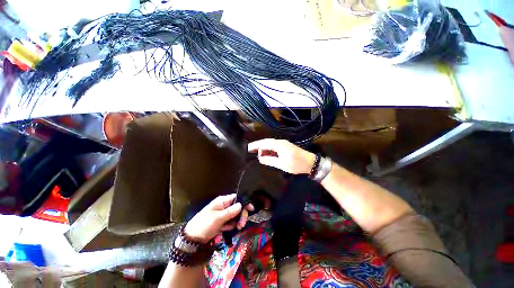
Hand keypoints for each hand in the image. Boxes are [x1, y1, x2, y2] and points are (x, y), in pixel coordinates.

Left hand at [184, 194, 253, 242]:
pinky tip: (225, 229)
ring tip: (236, 228)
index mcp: (222, 201)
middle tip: (242, 224)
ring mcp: (223, 214)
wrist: (193, 238)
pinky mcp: (222, 221)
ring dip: (237, 221)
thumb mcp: (218, 218)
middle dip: (241, 215)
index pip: (236, 198)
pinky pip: (230, 221)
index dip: (244, 202)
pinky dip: (230, 225)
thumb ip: (231, 211)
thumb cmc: (205, 224)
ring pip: (235, 215)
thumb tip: (241, 205)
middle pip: (237, 207)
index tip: (251, 209)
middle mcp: (224, 206)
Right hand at [248, 139, 315, 173]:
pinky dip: (269, 150)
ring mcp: (284, 144)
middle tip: (251, 150)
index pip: (264, 143)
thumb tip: (260, 158)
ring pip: (271, 144)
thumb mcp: (281, 164)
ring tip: (258, 154)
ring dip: (264, 148)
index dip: (255, 145)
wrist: (310, 162)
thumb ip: (270, 160)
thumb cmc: (296, 164)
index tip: (248, 148)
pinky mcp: (286, 147)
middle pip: (267, 142)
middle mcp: (280, 142)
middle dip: (258, 146)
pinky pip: (275, 147)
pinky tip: (267, 154)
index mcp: (279, 145)